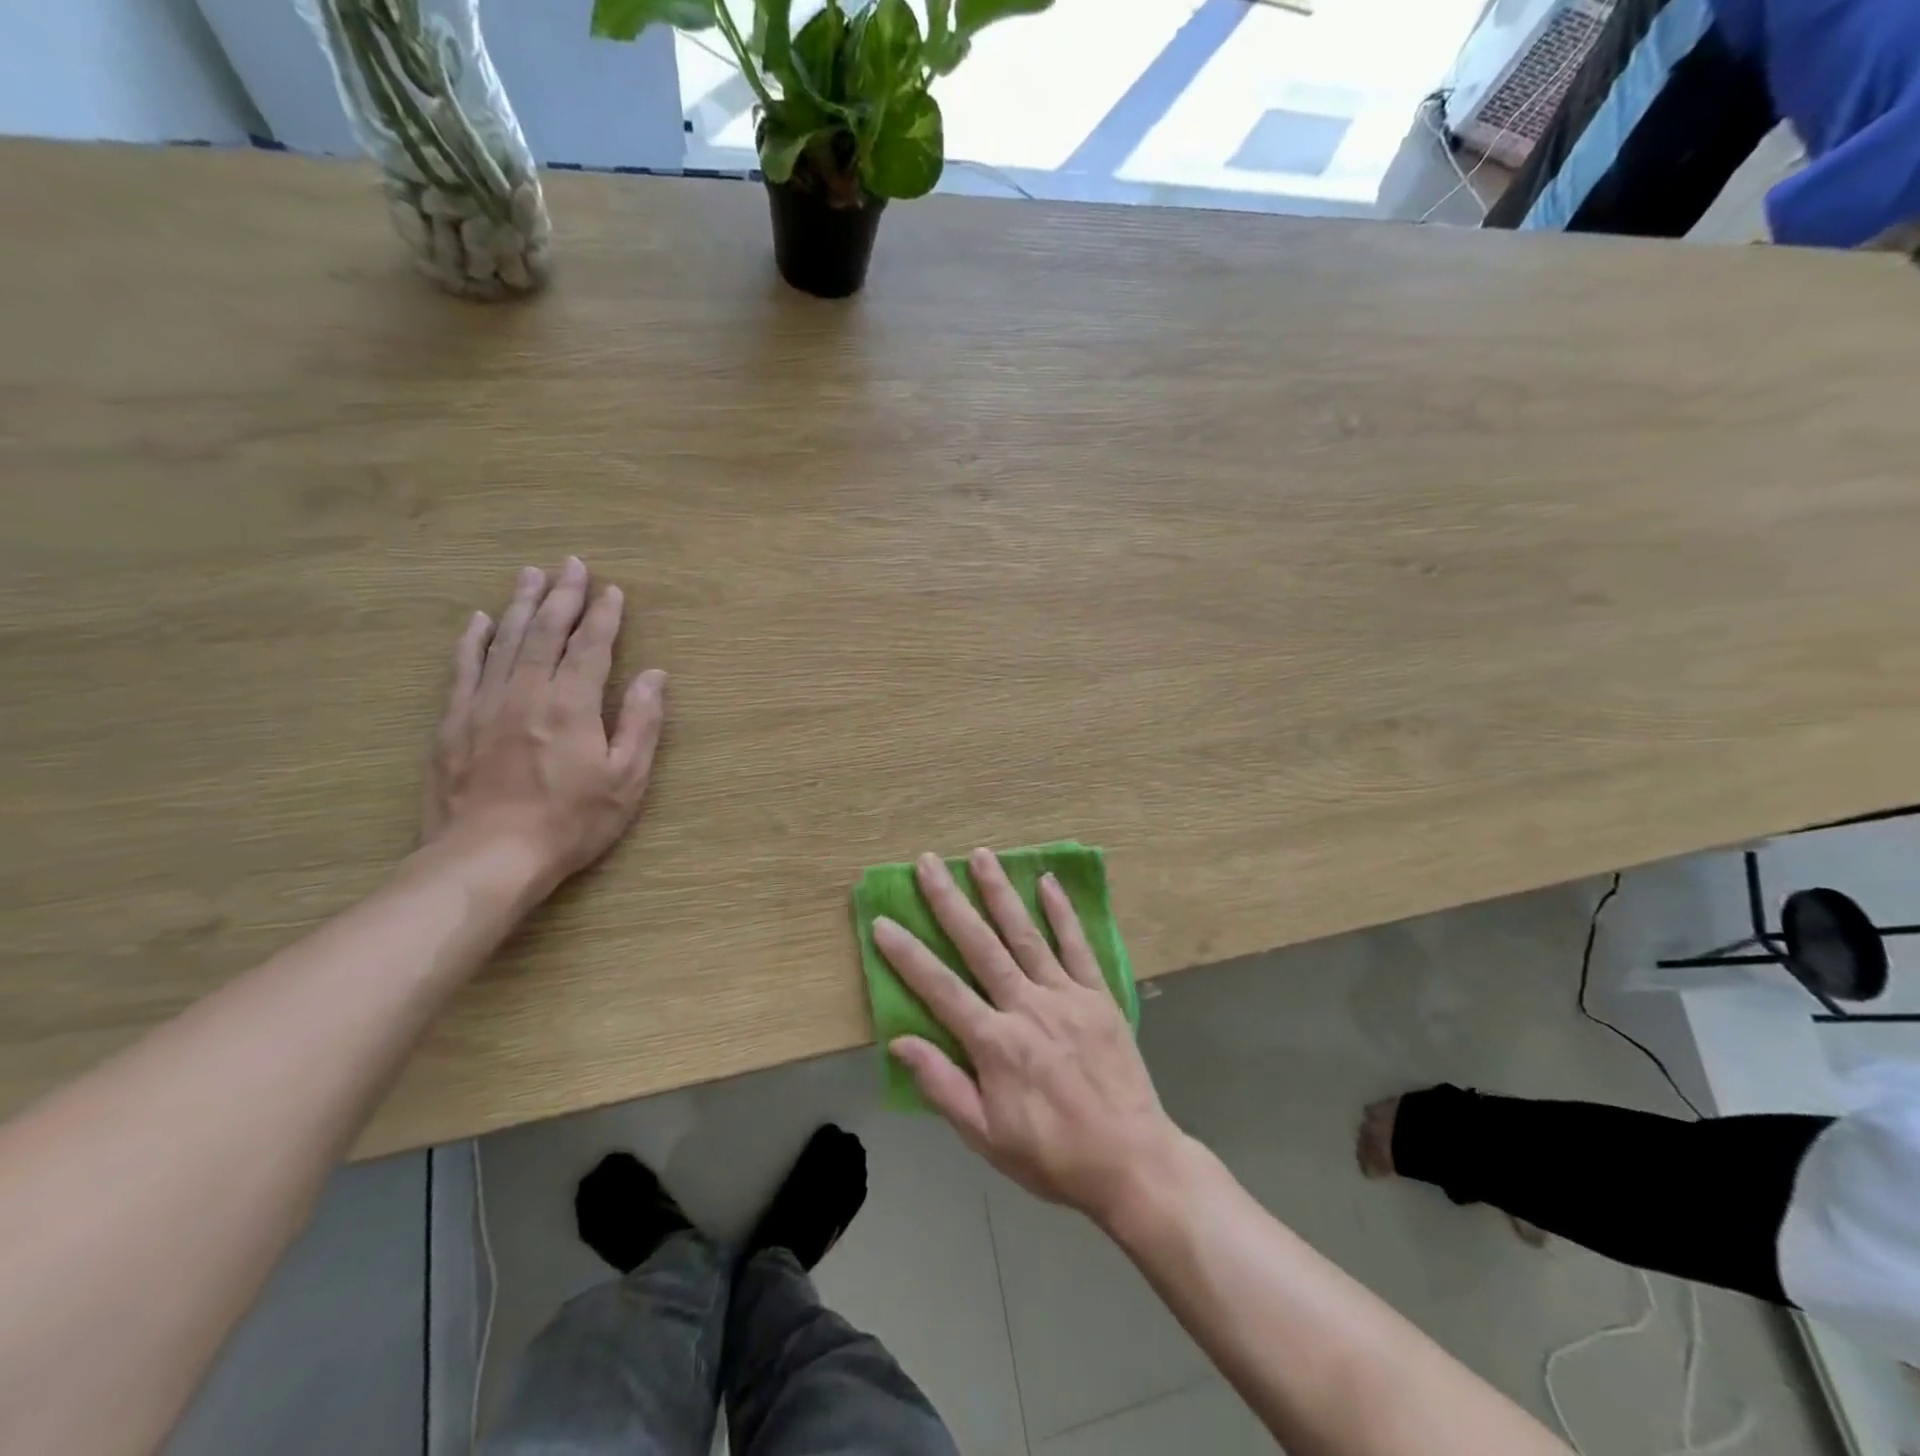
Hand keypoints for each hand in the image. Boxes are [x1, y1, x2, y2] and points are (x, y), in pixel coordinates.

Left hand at [423, 558, 666, 886]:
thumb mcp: (626, 779)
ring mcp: (484, 704)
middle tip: (570, 563)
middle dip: (561, 596)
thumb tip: (654, 675)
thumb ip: (641, 723)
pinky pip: (463, 669)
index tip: (612, 589)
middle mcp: (527, 692)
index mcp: (572, 705)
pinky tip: (478, 620)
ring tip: (529, 574)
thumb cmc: (570, 822)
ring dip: (520, 605)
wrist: (487, 858)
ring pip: (505, 641)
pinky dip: (472, 641)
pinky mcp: (453, 722)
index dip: (604, 616)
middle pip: (546, 632)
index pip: (591, 647)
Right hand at [875, 849, 1185, 1228]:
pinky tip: (1047, 882)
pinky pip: (1078, 946)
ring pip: (1025, 934)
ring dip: (1000, 892)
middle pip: (980, 945)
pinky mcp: (1098, 995)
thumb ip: (943, 1085)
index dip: (907, 955)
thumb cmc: (1052, 1155)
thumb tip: (900, 1041)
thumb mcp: (986, 1137)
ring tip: (980, 855)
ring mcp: (1066, 996)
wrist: (1132, 1163)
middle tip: (928, 863)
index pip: (940, 989)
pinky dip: (1062, 913)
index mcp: (995, 1044)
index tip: (883, 922)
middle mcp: (1027, 1007)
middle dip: (950, 902)